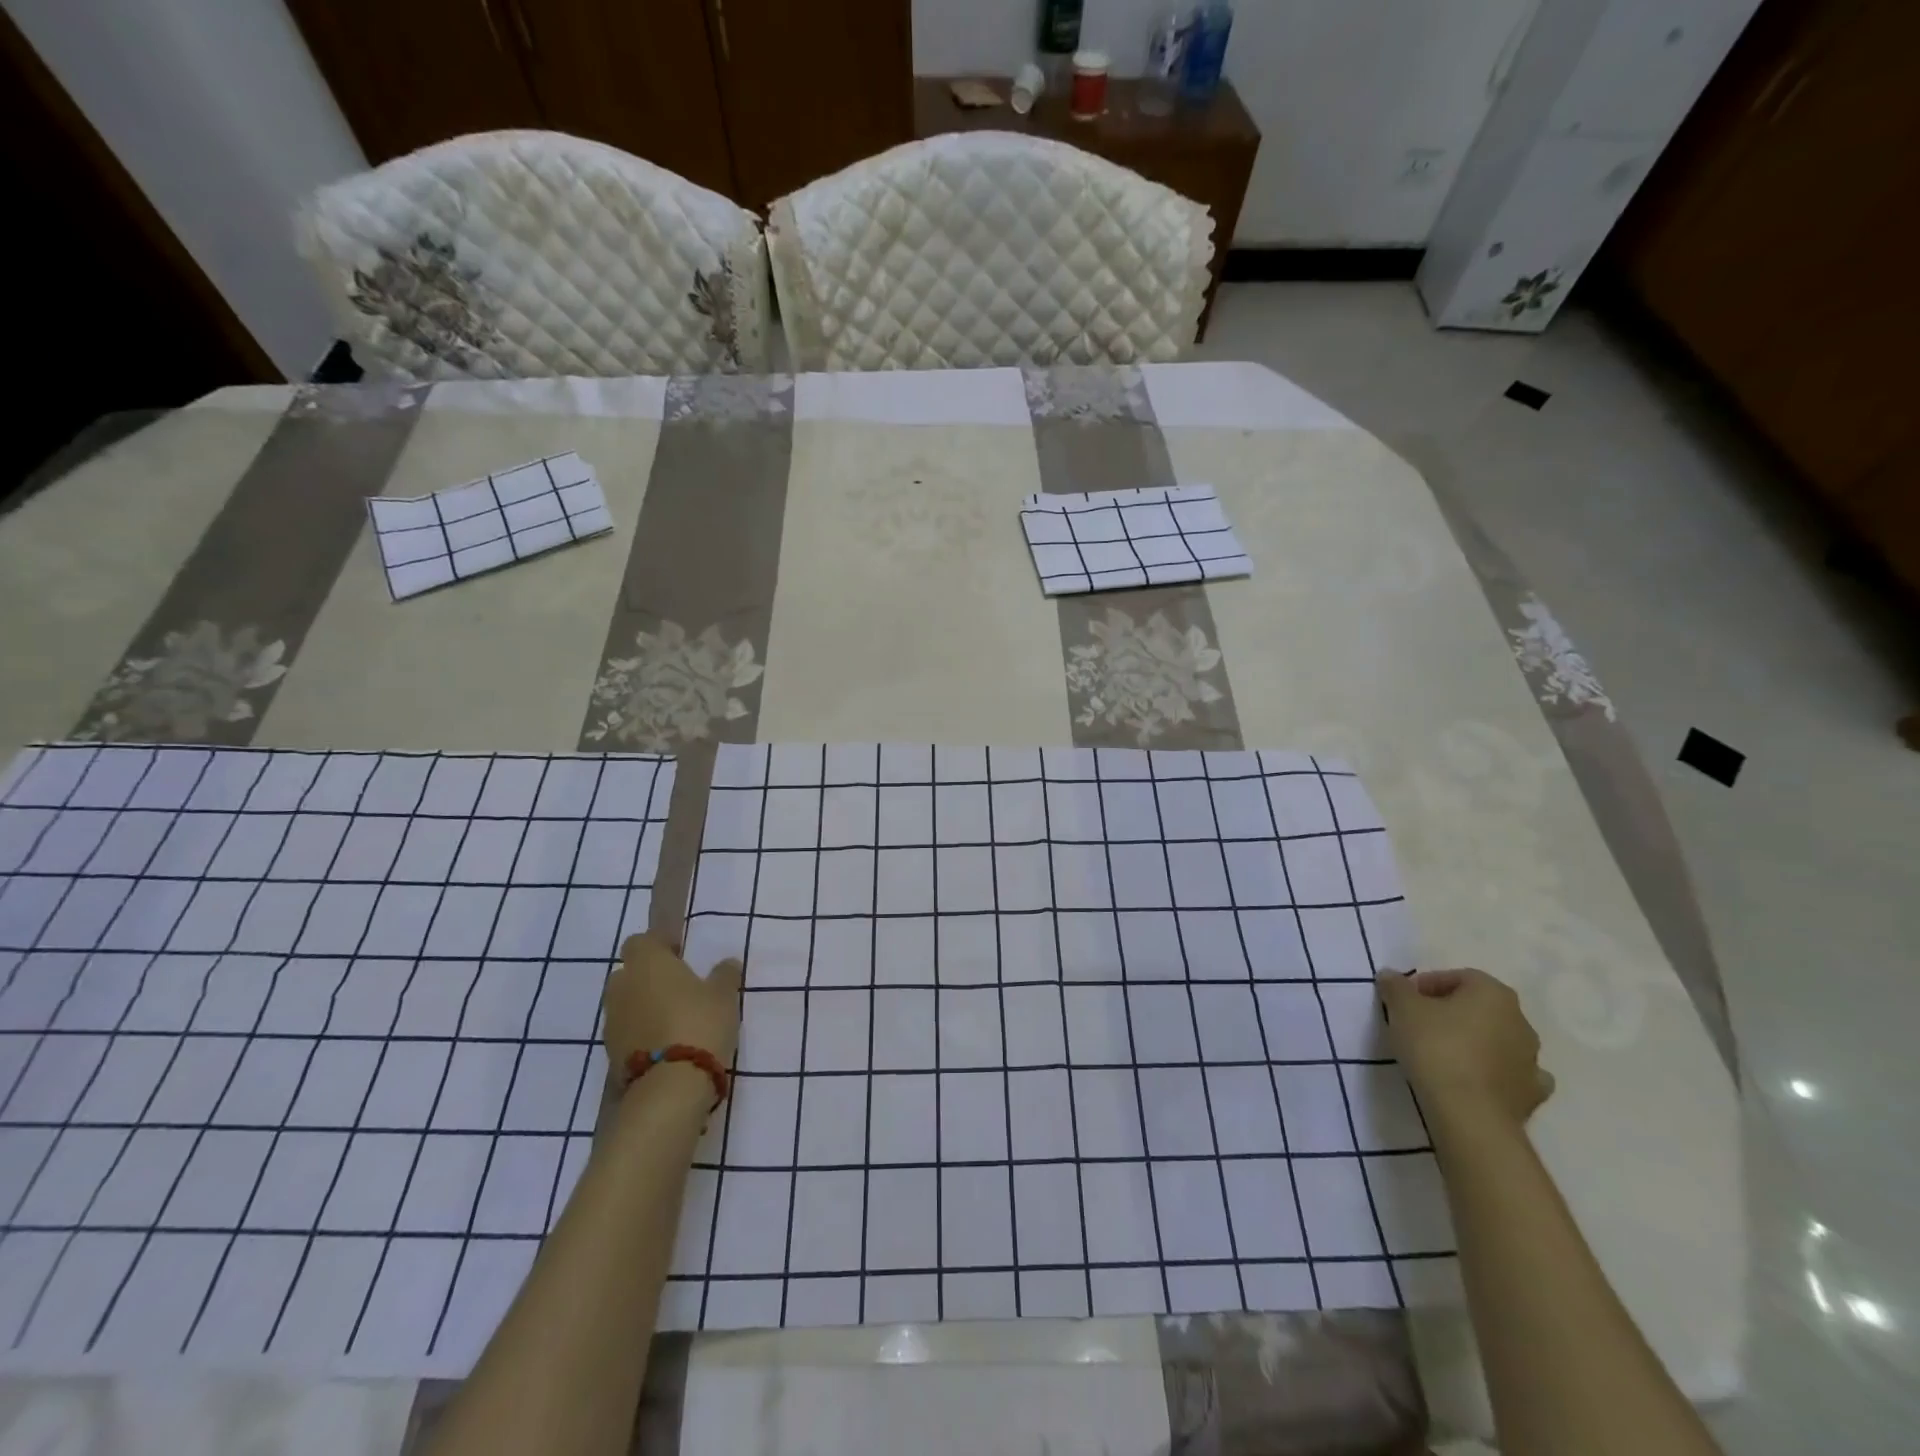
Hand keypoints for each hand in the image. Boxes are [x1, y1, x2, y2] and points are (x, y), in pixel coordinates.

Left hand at [604, 934, 743, 1069]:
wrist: (670, 1086)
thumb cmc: (699, 1023)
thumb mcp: (724, 995)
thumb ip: (724, 975)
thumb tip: (727, 963)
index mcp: (646, 962)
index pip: (640, 941)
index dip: (658, 946)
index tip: (680, 955)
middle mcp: (622, 987)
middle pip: (629, 973)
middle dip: (648, 978)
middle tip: (677, 988)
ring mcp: (612, 1022)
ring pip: (626, 1004)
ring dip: (643, 1007)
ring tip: (673, 1020)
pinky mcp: (610, 1054)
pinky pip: (626, 1032)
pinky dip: (640, 1034)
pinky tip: (665, 1044)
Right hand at [1377, 968, 1553, 1130]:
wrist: (1469, 1113)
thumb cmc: (1436, 1047)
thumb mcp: (1402, 1008)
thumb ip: (1396, 986)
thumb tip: (1391, 976)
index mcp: (1493, 993)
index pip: (1458, 977)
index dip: (1428, 984)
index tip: (1405, 1001)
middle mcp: (1520, 1020)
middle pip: (1480, 1007)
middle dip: (1452, 1011)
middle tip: (1420, 1024)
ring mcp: (1532, 1059)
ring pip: (1498, 1039)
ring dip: (1475, 1041)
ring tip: (1443, 1054)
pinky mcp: (1532, 1093)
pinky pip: (1513, 1073)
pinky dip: (1497, 1072)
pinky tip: (1477, 1079)